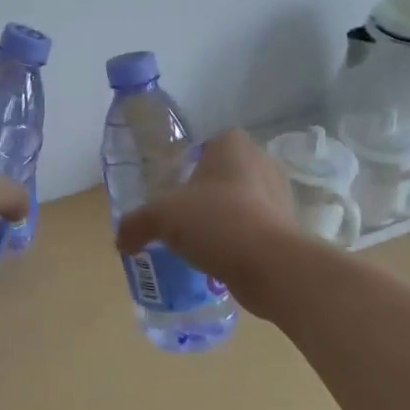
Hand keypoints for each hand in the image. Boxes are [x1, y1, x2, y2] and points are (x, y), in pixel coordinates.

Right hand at [113, 129, 297, 292]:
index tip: (169, 190)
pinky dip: (237, 240)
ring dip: (221, 218)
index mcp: (232, 144)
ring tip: (197, 242)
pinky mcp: (288, 227)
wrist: (271, 265)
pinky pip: (254, 228)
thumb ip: (136, 223)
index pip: (203, 145)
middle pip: (221, 174)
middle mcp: (261, 161)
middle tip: (179, 217)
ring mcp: (279, 194)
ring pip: (240, 202)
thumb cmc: (215, 221)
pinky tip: (218, 258)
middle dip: (202, 194)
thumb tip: (121, 240)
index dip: (184, 165)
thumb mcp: (161, 217)